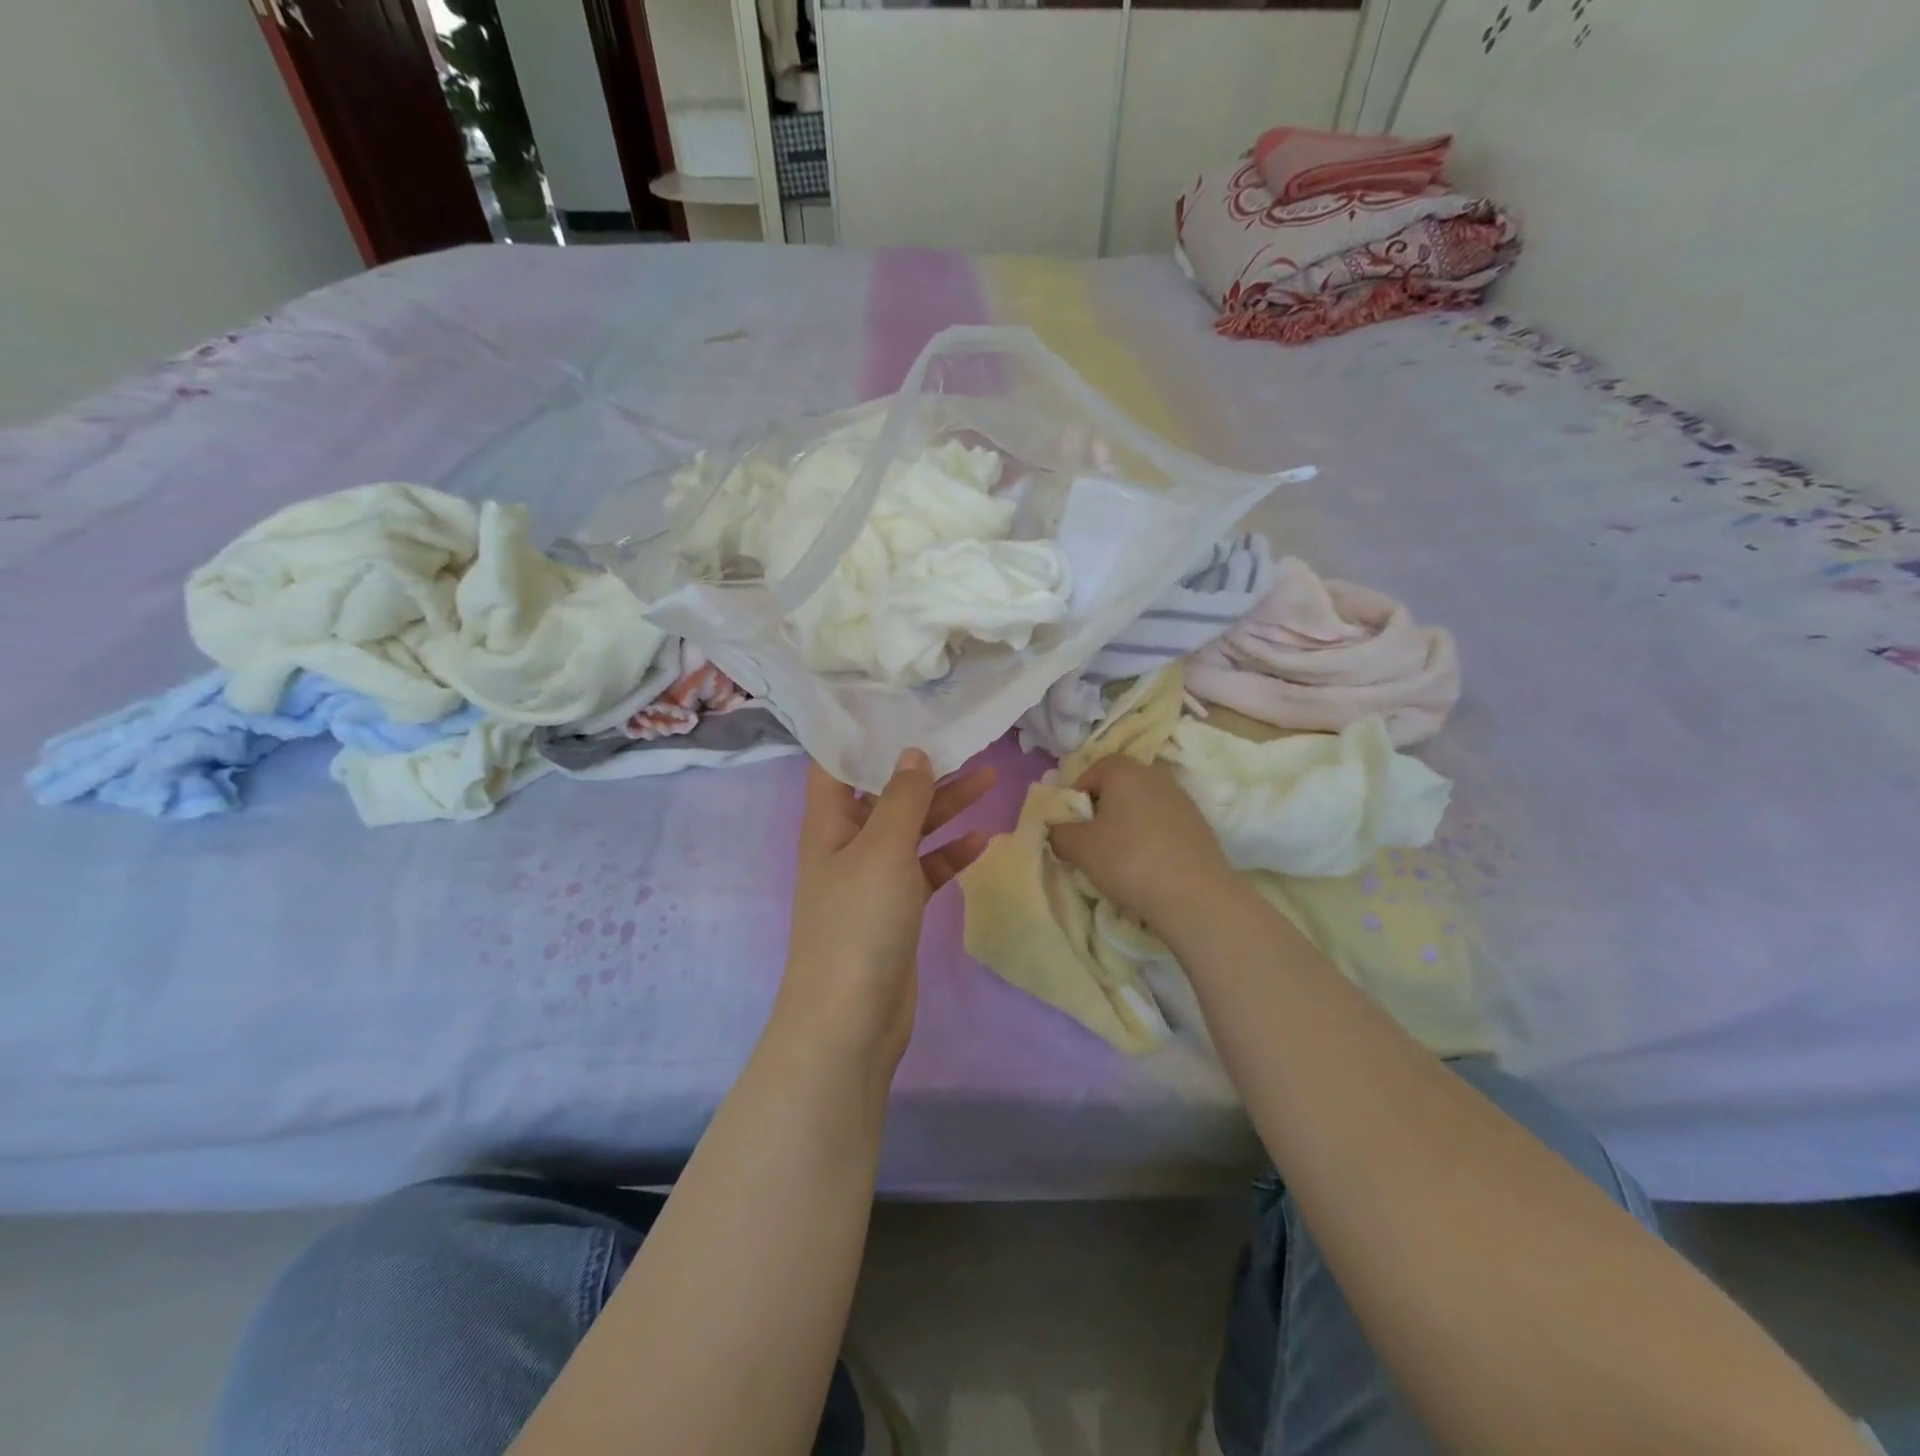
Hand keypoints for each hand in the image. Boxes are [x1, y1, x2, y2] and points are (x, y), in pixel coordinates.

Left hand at [776, 750, 995, 1070]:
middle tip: (963, 742)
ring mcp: (872, 879)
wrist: (852, 1020)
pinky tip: (981, 841)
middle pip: (885, 794)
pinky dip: (949, 854)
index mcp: (828, 823)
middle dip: (922, 770)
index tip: (897, 705)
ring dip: (945, 807)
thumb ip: (901, 799)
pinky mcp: (896, 909)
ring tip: (990, 779)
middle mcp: (846, 844)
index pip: (836, 764)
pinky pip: (925, 869)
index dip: (861, 734)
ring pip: (911, 830)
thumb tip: (911, 752)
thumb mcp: (882, 850)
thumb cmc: (859, 923)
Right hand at [1048, 756, 1233, 934]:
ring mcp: (1182, 799)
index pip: (1092, 771)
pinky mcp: (1199, 824)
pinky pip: (1162, 824)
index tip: (1071, 826)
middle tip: (1091, 841)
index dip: (1076, 796)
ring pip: (1141, 806)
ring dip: (1126, 825)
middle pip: (1118, 786)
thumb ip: (1059, 832)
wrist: (1195, 897)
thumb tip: (1058, 830)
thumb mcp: (1079, 848)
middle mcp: (1155, 775)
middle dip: (1101, 810)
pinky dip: (1149, 838)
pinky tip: (1147, 866)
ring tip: (1119, 858)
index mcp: (1125, 771)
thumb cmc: (1129, 861)